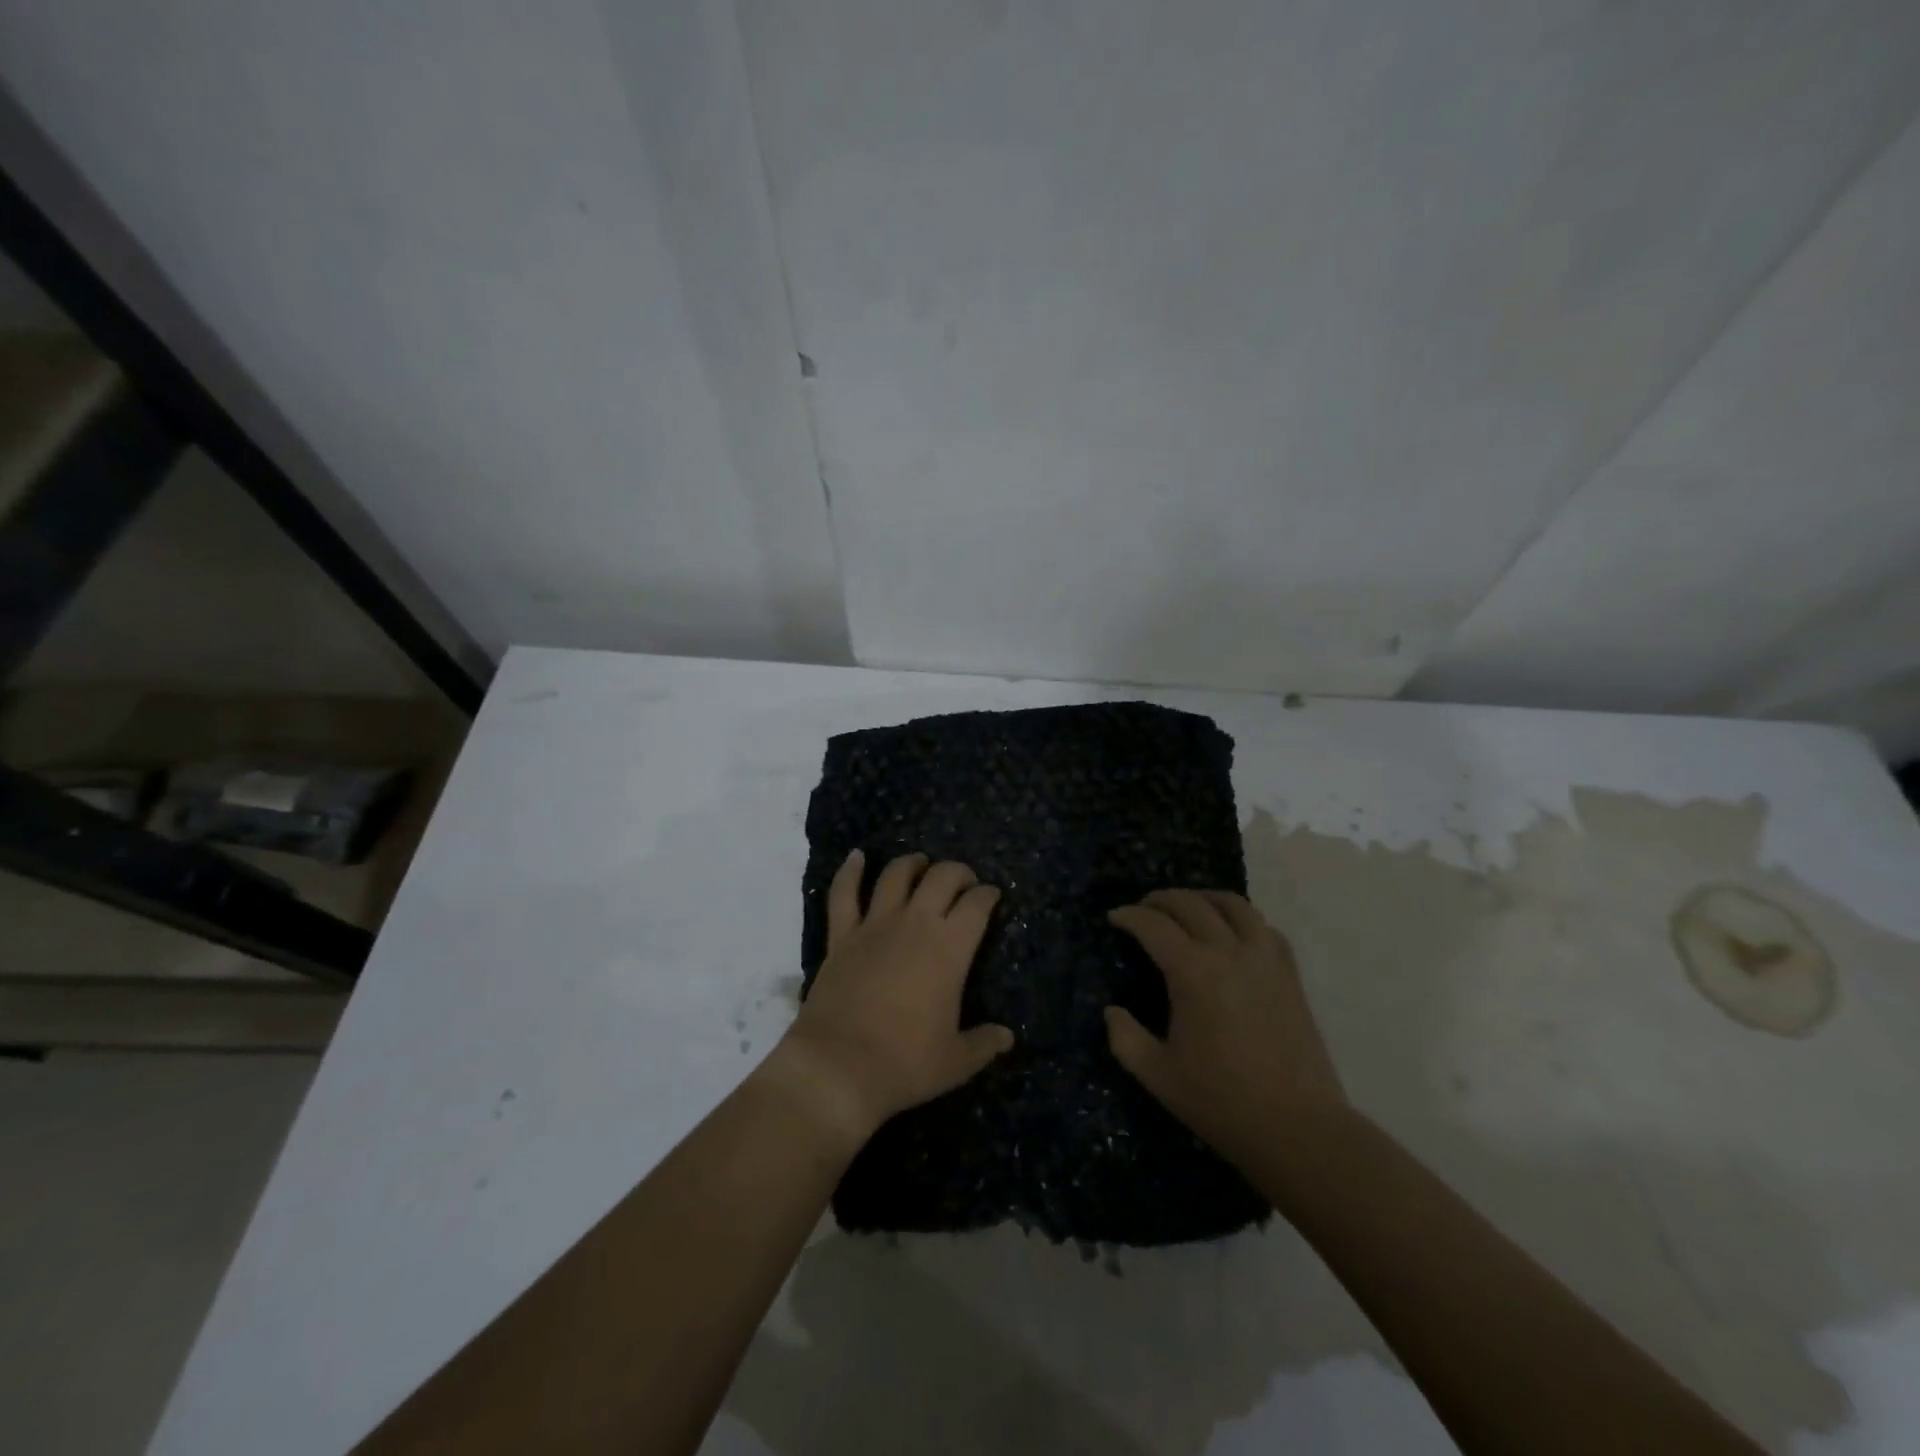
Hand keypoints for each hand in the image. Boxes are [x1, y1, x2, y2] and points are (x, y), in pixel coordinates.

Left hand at [774, 850, 1014, 1146]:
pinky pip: (844, 894)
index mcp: (950, 948)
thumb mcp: (956, 1061)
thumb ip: (984, 1043)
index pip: (977, 905)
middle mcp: (915, 924)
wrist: (838, 1068)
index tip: (992, 896)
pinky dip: (850, 871)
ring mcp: (874, 925)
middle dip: (958, 872)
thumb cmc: (905, 1063)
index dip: (988, 895)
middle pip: (941, 877)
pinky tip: (857, 856)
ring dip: (912, 863)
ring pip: (896, 875)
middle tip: (964, 882)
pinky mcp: (841, 936)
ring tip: (921, 864)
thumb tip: (1007, 1037)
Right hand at [1105, 889, 1344, 1165]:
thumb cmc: (1221, 1101)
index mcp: (1192, 972)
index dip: (1129, 916)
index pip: (1154, 925)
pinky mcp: (1289, 975)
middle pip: (1191, 904)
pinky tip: (1232, 933)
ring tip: (1188, 907)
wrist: (1298, 1128)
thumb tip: (1112, 1011)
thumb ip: (1125, 1037)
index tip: (1114, 918)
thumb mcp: (1157, 1074)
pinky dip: (1241, 919)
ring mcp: (1265, 959)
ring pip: (1233, 905)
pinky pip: (1264, 927)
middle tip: (1143, 909)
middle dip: (1161, 900)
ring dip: (1203, 898)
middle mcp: (1229, 952)